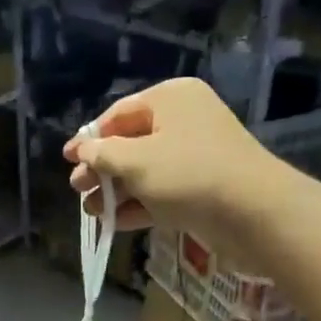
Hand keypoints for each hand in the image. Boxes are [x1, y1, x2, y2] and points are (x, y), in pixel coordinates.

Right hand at [63, 79, 279, 256]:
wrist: (254, 212)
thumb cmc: (188, 174)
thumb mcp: (136, 161)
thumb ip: (103, 154)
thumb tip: (82, 149)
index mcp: (170, 98)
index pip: (119, 114)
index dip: (89, 138)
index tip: (67, 159)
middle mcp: (184, 120)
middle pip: (131, 142)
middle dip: (101, 169)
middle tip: (77, 189)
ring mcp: (196, 156)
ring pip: (145, 170)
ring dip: (116, 191)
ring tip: (92, 212)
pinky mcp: (203, 188)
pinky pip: (162, 191)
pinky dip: (139, 204)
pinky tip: (114, 222)